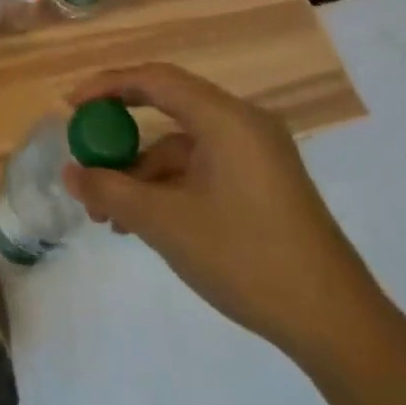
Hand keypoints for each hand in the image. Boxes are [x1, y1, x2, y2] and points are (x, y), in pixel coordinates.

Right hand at [62, 64, 399, 371]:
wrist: (336, 325)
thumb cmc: (246, 258)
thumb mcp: (165, 223)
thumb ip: (110, 190)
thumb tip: (69, 172)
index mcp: (227, 119)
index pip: (155, 80)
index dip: (107, 87)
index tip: (70, 107)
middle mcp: (244, 125)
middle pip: (167, 110)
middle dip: (120, 139)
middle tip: (85, 159)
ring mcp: (256, 156)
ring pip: (181, 148)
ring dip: (140, 174)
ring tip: (107, 216)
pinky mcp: (262, 184)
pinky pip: (201, 169)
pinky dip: (168, 188)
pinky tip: (143, 224)